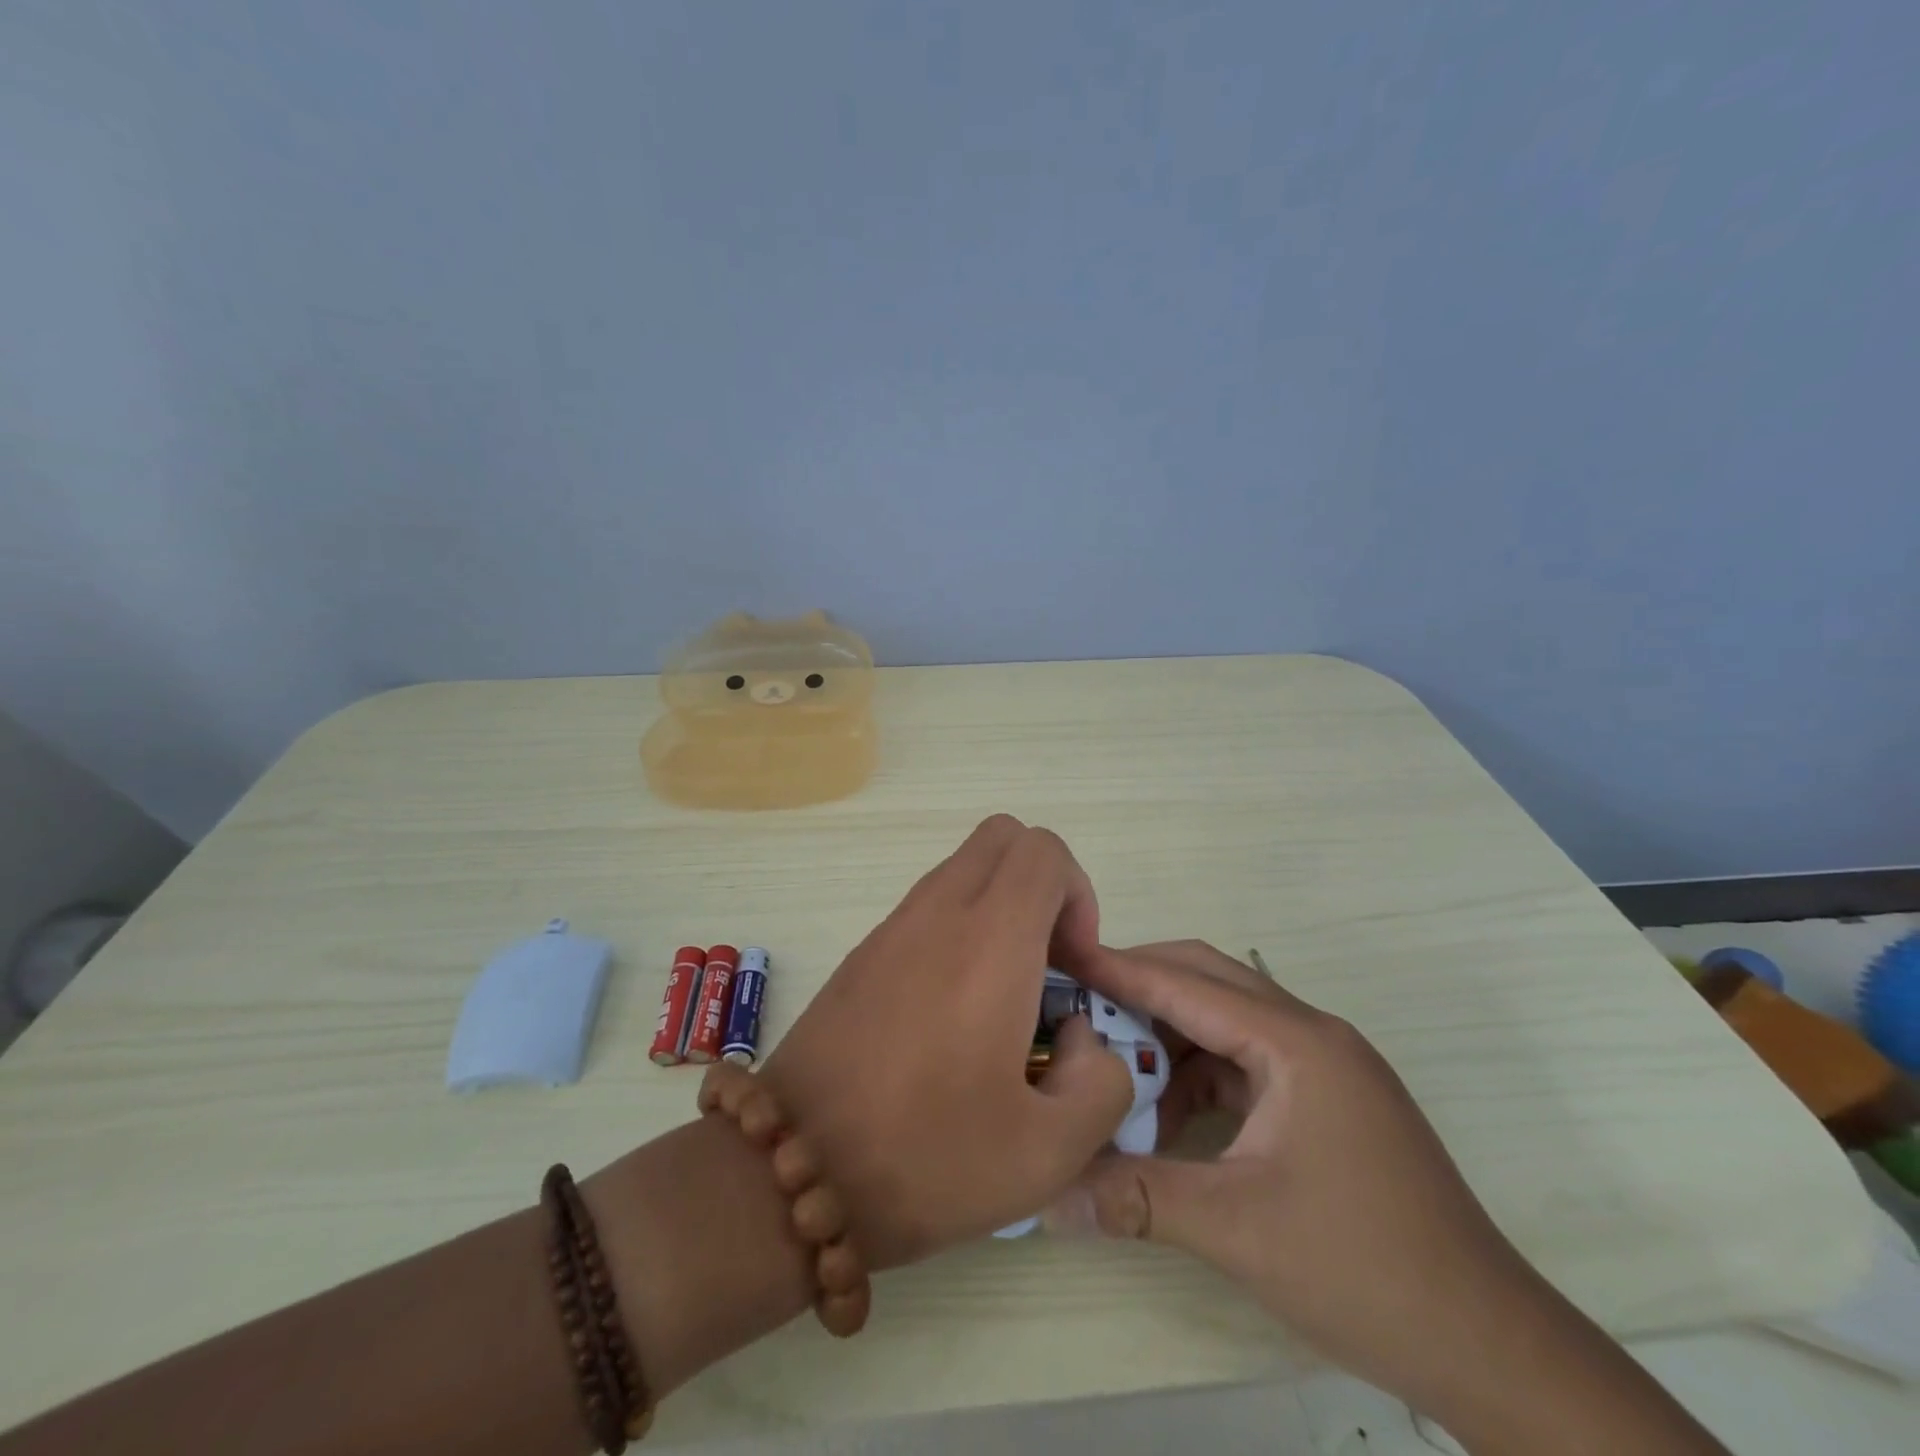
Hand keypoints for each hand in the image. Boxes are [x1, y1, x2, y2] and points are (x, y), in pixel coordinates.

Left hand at [757, 816, 1135, 1268]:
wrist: (791, 1170)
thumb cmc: (926, 1156)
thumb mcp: (1049, 1151)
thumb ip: (1101, 1081)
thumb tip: (1078, 1034)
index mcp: (990, 940)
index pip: (1044, 851)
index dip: (1078, 895)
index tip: (1075, 967)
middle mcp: (938, 912)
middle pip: (1002, 838)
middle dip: (1042, 884)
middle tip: (1047, 963)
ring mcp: (892, 927)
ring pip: (963, 868)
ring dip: (1000, 907)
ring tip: (1003, 996)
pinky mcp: (862, 953)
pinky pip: (926, 906)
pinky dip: (959, 929)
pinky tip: (952, 1014)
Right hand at [1050, 941, 1537, 1418]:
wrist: (1490, 1345)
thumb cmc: (1364, 1269)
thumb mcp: (1237, 1229)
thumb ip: (1136, 1197)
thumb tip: (1047, 1197)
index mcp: (1296, 1043)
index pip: (1186, 983)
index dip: (1118, 970)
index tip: (1060, 959)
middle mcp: (1310, 1034)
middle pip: (1208, 980)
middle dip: (1140, 985)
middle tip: (1077, 1001)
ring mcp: (1323, 1065)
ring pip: (1225, 1020)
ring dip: (1169, 1036)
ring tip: (1113, 1069)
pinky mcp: (1325, 1098)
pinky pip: (1244, 1061)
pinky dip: (1199, 1075)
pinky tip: (1167, 1116)